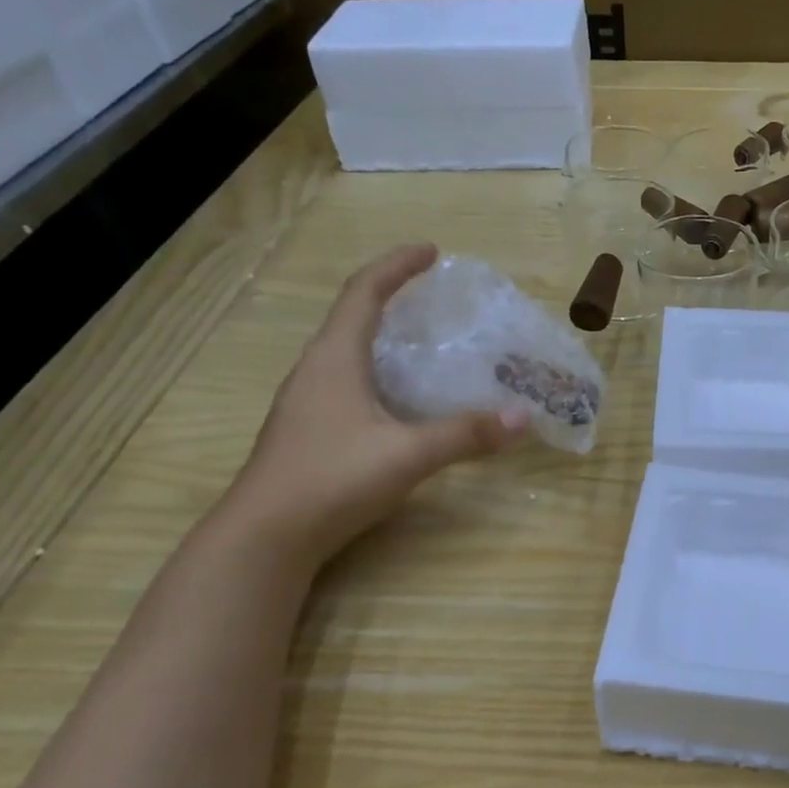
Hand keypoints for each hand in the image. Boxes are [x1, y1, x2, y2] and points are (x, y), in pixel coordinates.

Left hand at [224, 244, 529, 564]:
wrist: (266, 537)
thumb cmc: (331, 479)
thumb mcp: (406, 454)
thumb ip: (465, 434)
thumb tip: (523, 417)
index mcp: (334, 359)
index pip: (364, 293)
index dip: (396, 266)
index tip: (430, 250)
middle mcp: (316, 371)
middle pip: (353, 317)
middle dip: (392, 298)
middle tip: (434, 298)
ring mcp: (308, 403)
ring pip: (349, 353)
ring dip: (384, 338)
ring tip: (424, 344)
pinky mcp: (310, 431)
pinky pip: (348, 383)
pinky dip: (379, 374)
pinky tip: (401, 401)